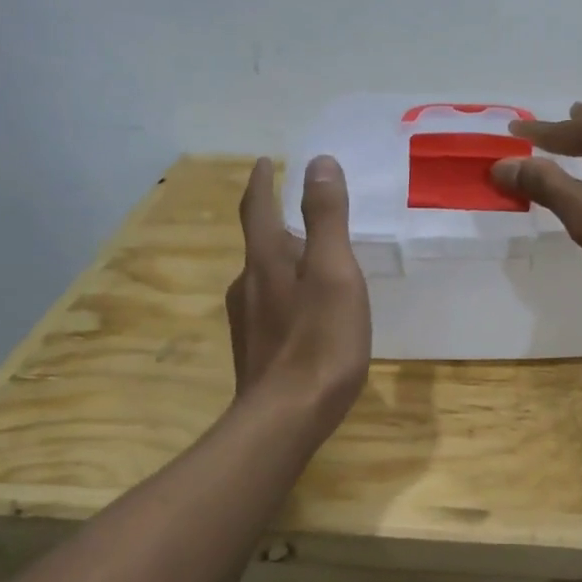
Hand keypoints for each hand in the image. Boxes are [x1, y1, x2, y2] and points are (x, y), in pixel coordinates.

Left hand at [226, 156, 370, 432]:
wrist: (286, 419)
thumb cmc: (318, 342)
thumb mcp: (333, 272)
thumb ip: (326, 217)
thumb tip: (317, 162)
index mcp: (266, 260)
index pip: (258, 208)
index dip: (263, 182)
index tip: (266, 162)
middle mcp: (248, 286)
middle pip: (259, 243)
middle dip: (276, 221)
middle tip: (302, 211)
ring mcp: (248, 322)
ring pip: (265, 277)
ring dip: (284, 260)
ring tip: (311, 259)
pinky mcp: (257, 351)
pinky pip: (272, 307)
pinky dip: (288, 293)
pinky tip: (308, 311)